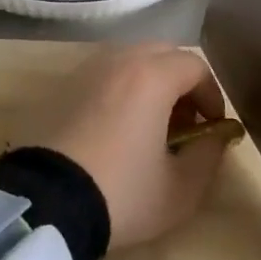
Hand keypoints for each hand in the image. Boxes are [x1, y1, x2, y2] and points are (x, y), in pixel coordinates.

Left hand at [17, 42, 233, 252]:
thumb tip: (216, 138)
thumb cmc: (122, 193)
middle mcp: (119, 61)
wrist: (45, 205)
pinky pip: (104, 77)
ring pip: (130, 61)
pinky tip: (117, 129)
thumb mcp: (181, 189)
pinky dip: (121, 91)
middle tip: (185, 122)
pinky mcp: (61, 89)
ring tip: (151, 126)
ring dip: (150, 84)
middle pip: (163, 54)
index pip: (195, 66)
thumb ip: (209, 156)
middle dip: (182, 83)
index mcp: (152, 76)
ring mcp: (86, 72)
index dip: (212, 94)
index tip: (213, 127)